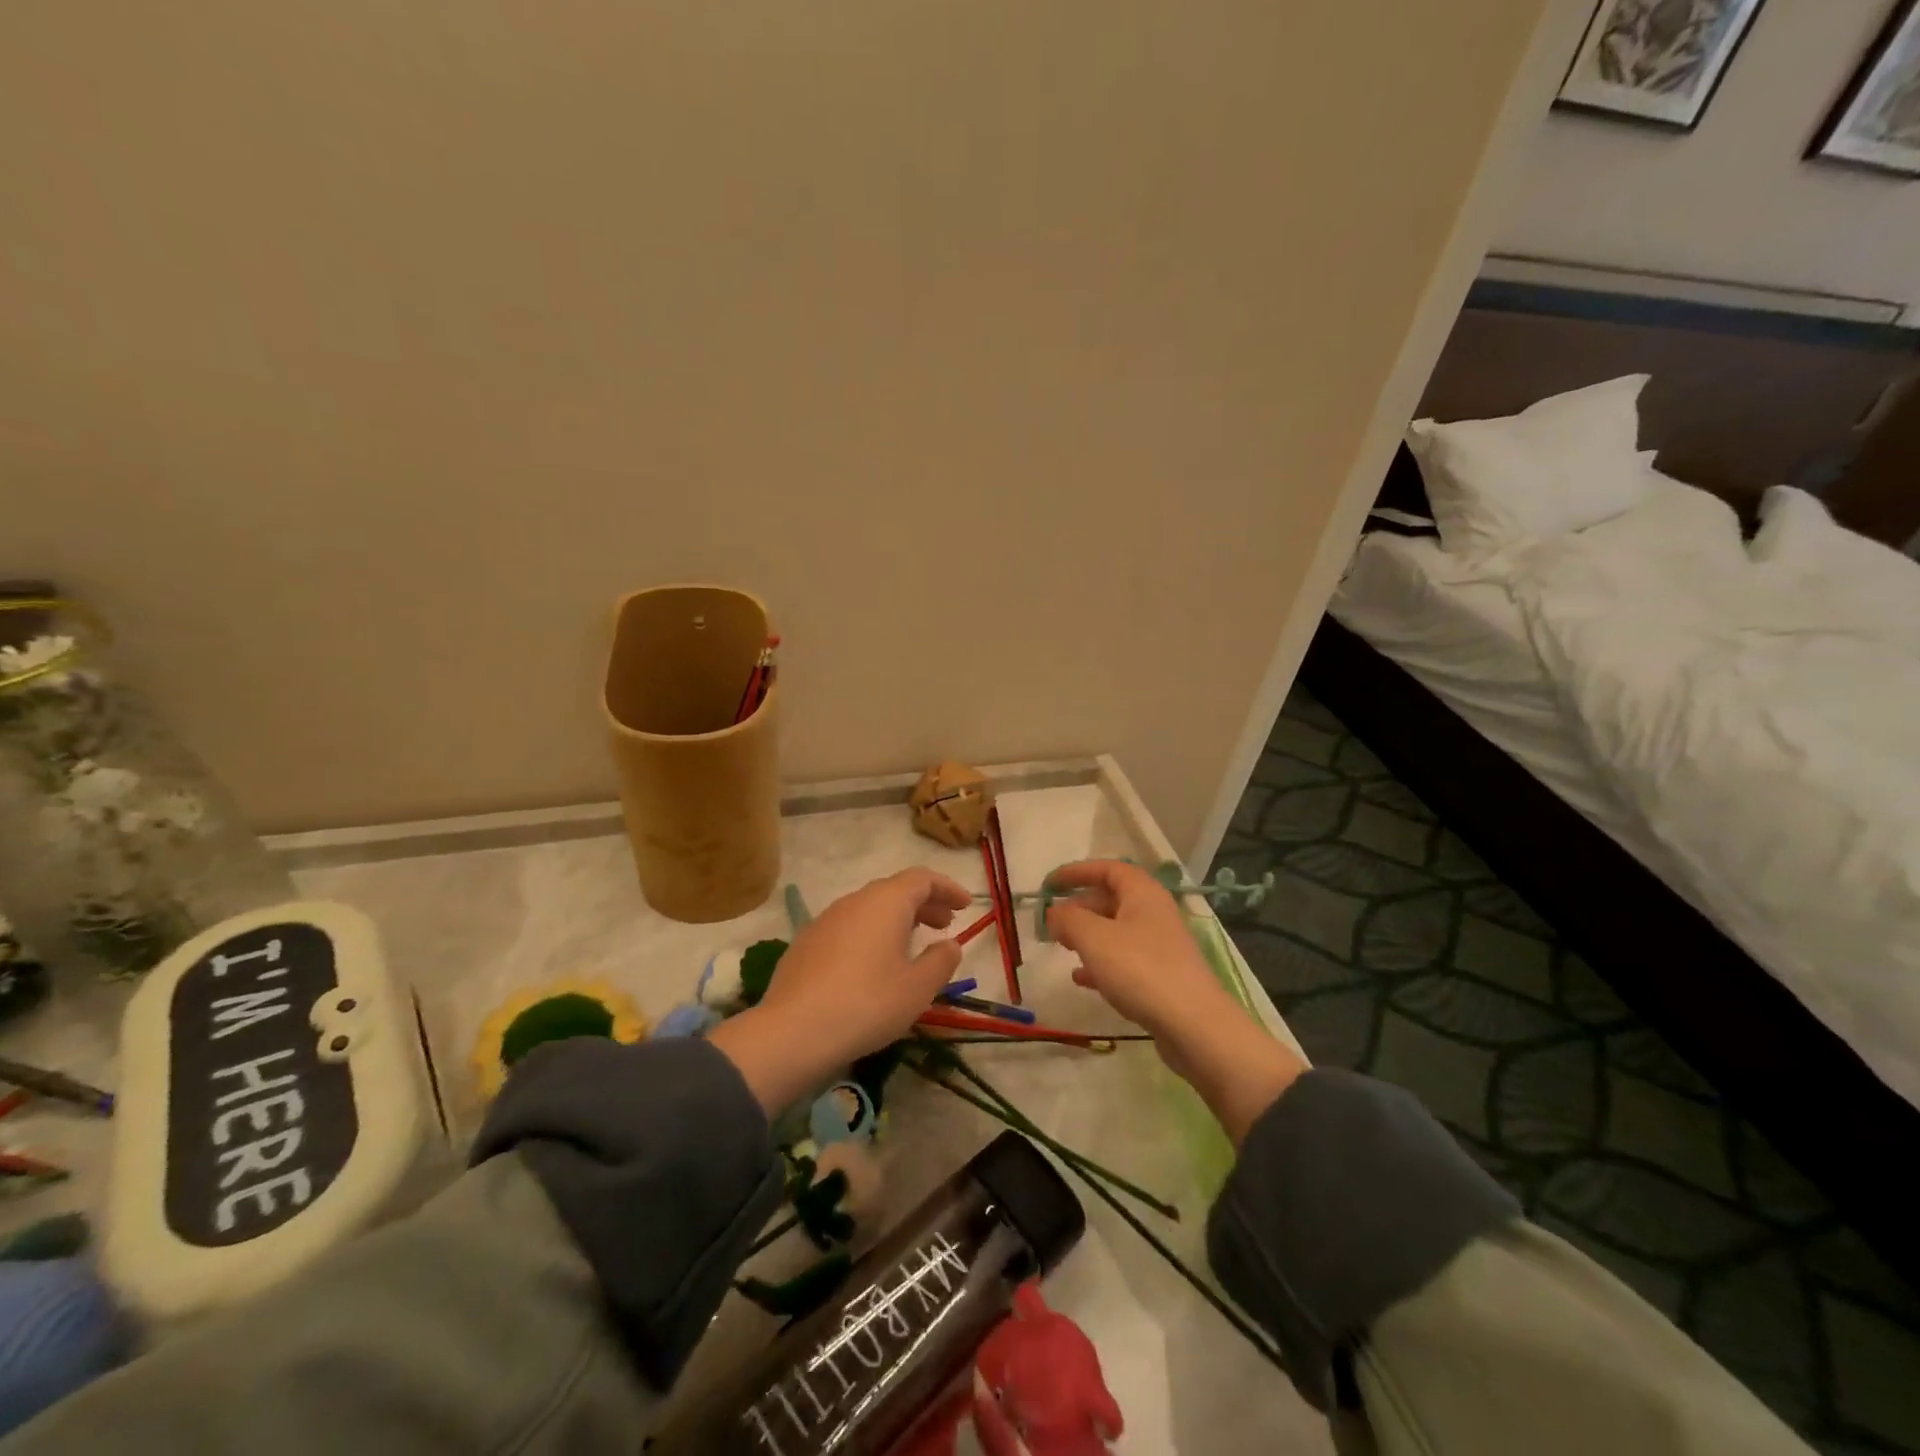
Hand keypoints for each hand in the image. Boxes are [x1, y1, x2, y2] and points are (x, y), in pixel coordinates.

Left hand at [709, 868, 970, 1111]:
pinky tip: (874, 964)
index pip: (922, 879)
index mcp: (885, 902)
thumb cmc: (867, 1004)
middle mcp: (854, 901)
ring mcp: (826, 920)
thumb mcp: (917, 988)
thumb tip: (950, 944)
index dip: (947, 888)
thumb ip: (941, 961)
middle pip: (895, 890)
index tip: (966, 905)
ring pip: (870, 908)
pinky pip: (849, 927)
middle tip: (945, 923)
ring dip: (897, 919)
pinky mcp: (806, 943)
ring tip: (913, 944)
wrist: (793, 1031)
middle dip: (924, 903)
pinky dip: (871, 934)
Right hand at [1047, 861, 1304, 1144]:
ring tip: (1062, 946)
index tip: (1049, 883)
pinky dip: (1101, 963)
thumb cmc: (1140, 970)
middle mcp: (1154, 913)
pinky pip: (1124, 960)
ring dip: (1088, 935)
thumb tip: (1054, 912)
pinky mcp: (1161, 976)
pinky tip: (1081, 979)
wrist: (1194, 1025)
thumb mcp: (1094, 938)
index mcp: (1143, 893)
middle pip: (1112, 899)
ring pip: (1116, 930)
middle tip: (1053, 922)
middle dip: (1080, 906)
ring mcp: (1160, 946)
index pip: (1108, 869)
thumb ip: (1069, 919)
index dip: (1077, 872)